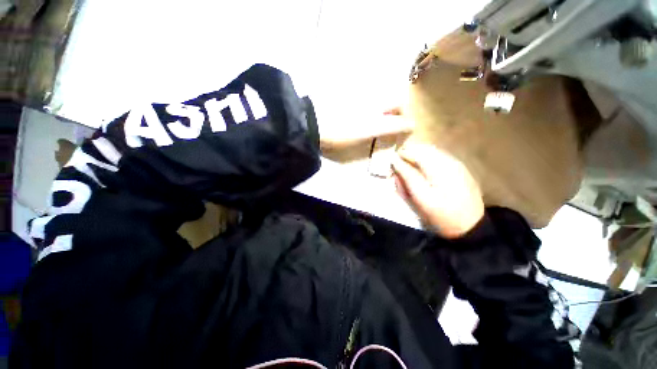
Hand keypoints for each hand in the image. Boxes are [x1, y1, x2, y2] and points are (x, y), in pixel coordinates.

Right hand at [392, 144, 483, 238]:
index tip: (392, 163)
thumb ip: (407, 176)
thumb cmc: (442, 214)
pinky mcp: (460, 169)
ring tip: (410, 169)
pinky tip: (425, 171)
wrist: (471, 227)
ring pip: (432, 152)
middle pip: (425, 149)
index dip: (402, 155)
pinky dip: (428, 161)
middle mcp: (449, 160)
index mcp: (439, 167)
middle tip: (400, 167)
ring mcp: (457, 164)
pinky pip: (440, 158)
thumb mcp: (420, 197)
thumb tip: (395, 161)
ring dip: (419, 157)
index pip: (416, 152)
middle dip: (410, 155)